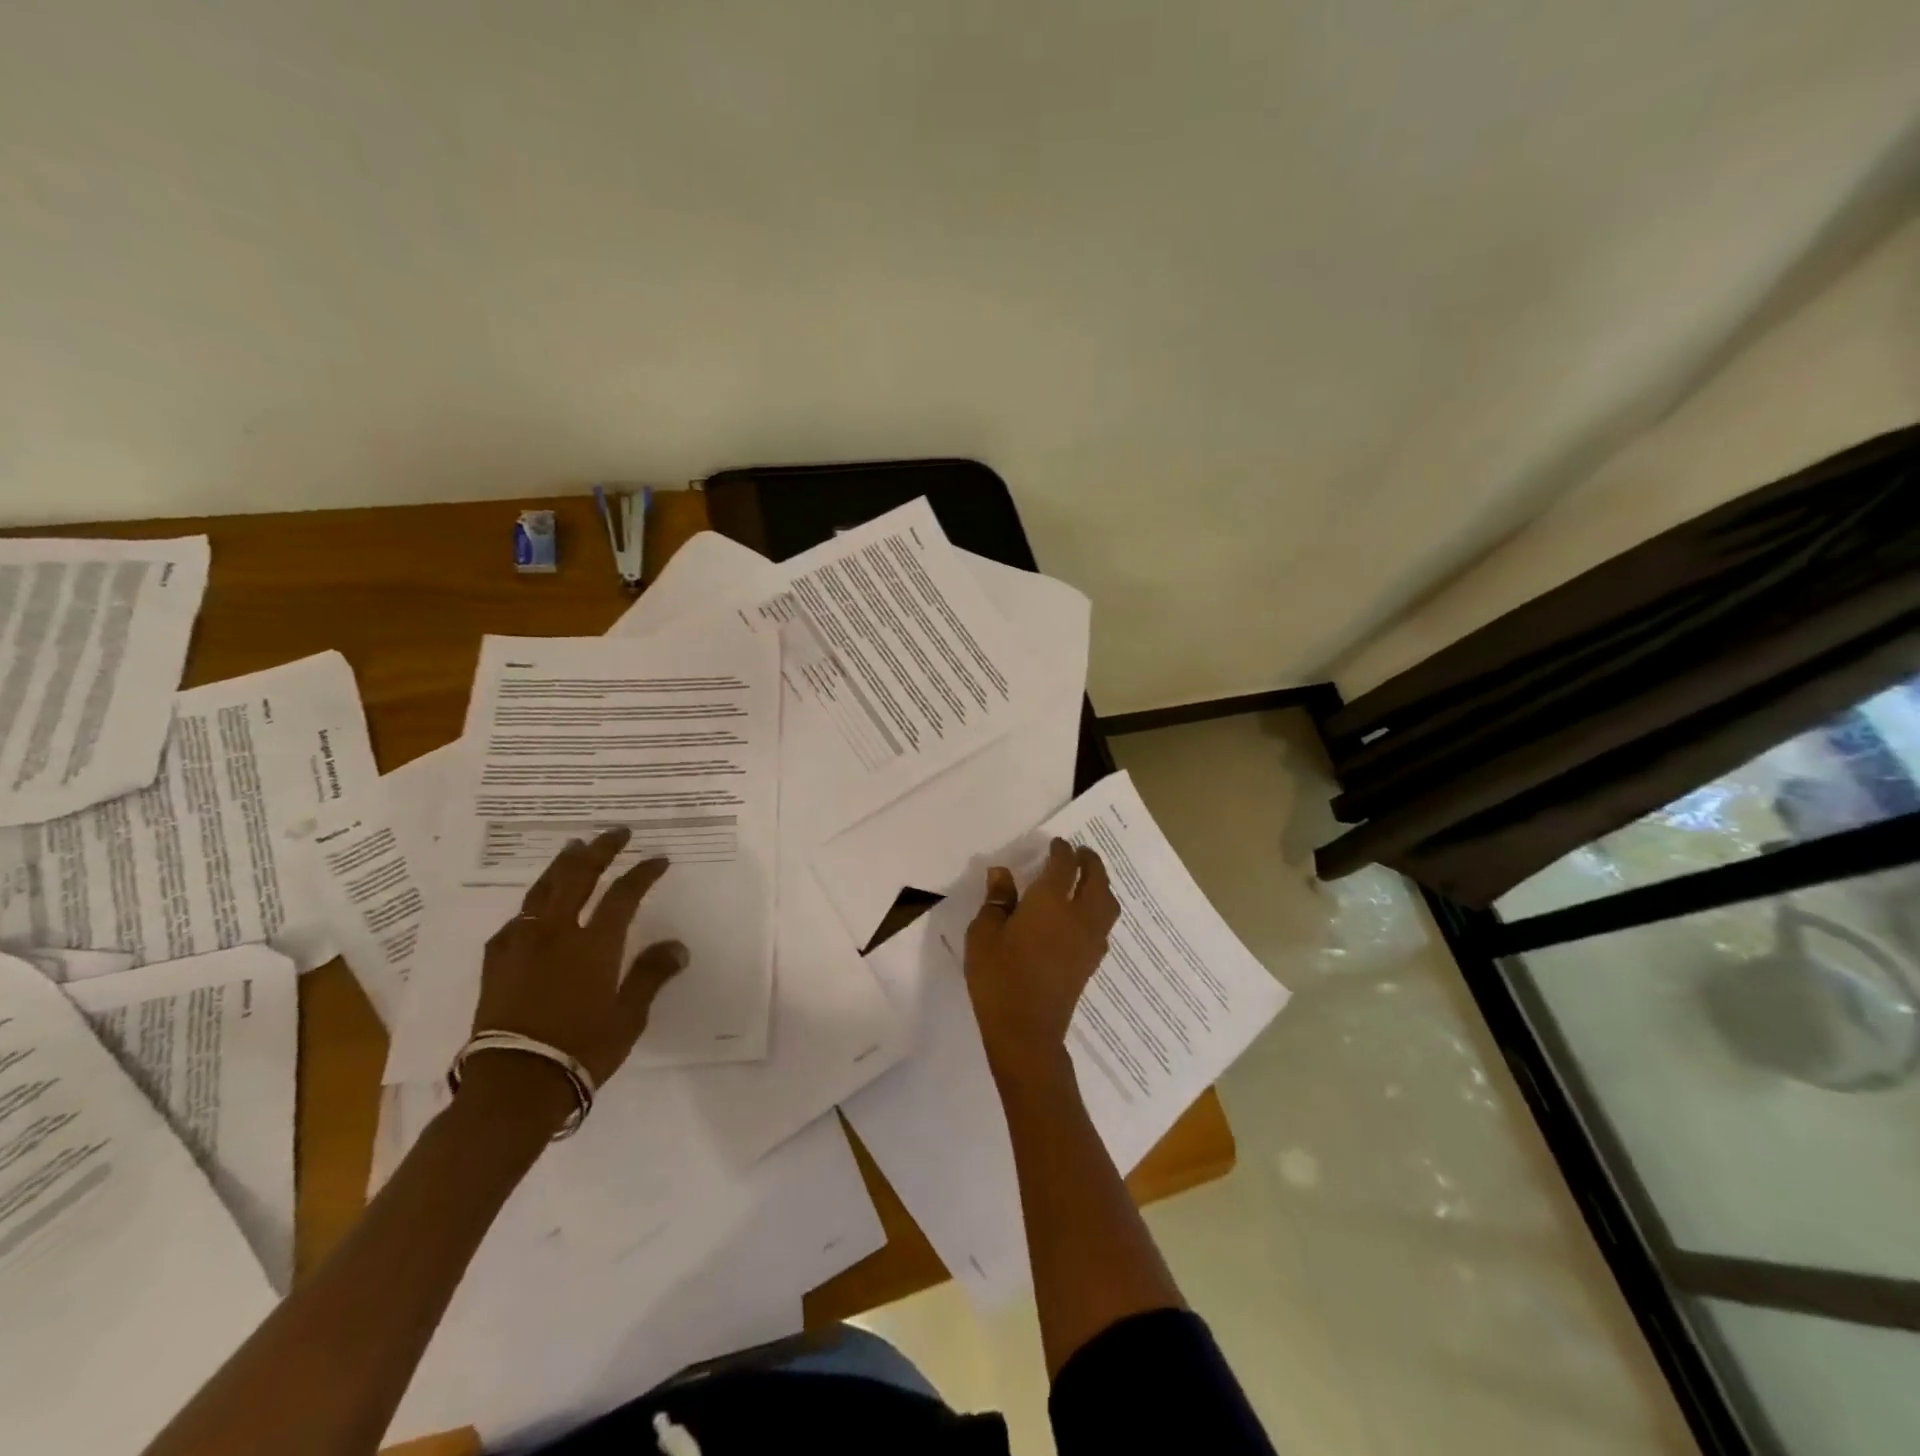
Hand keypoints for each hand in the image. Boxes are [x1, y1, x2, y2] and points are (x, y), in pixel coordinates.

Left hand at [461, 828, 687, 1119]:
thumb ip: (651, 975)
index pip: (624, 895)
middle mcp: (557, 934)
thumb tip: (677, 946)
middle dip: (600, 851)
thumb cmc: (580, 1050)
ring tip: (573, 848)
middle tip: (616, 833)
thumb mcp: (628, 1016)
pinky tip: (532, 909)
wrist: (513, 1086)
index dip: (643, 873)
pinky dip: (530, 907)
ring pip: (542, 892)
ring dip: (561, 866)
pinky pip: (514, 923)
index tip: (658, 859)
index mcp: (594, 944)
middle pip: (578, 878)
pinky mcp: (496, 964)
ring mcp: (521, 946)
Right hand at [965, 837, 1120, 1088]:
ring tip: (1089, 880)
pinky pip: (1104, 925)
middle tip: (1082, 853)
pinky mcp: (1092, 961)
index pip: (1064, 865)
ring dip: (1101, 885)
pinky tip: (1084, 916)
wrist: (1026, 1031)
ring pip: (1107, 903)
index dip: (1062, 850)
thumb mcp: (984, 933)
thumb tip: (1002, 873)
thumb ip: (997, 900)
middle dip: (1091, 862)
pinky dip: (1099, 910)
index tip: (1056, 843)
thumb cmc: (998, 977)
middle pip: (1096, 880)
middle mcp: (1078, 915)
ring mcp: (1090, 940)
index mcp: (1051, 901)